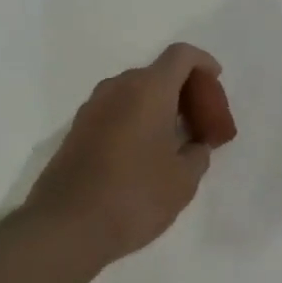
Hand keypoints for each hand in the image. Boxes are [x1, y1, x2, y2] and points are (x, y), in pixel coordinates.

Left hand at [20, 43, 226, 269]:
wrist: (65, 226)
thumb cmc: (134, 197)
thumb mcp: (183, 180)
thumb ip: (197, 153)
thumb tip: (194, 144)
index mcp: (148, 90)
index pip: (181, 56)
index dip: (203, 63)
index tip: (216, 83)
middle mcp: (118, 88)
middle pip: (158, 73)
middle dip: (183, 90)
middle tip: (200, 122)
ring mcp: (92, 107)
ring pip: (134, 92)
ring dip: (158, 106)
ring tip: (174, 141)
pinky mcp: (77, 129)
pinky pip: (116, 110)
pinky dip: (136, 119)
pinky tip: (144, 154)